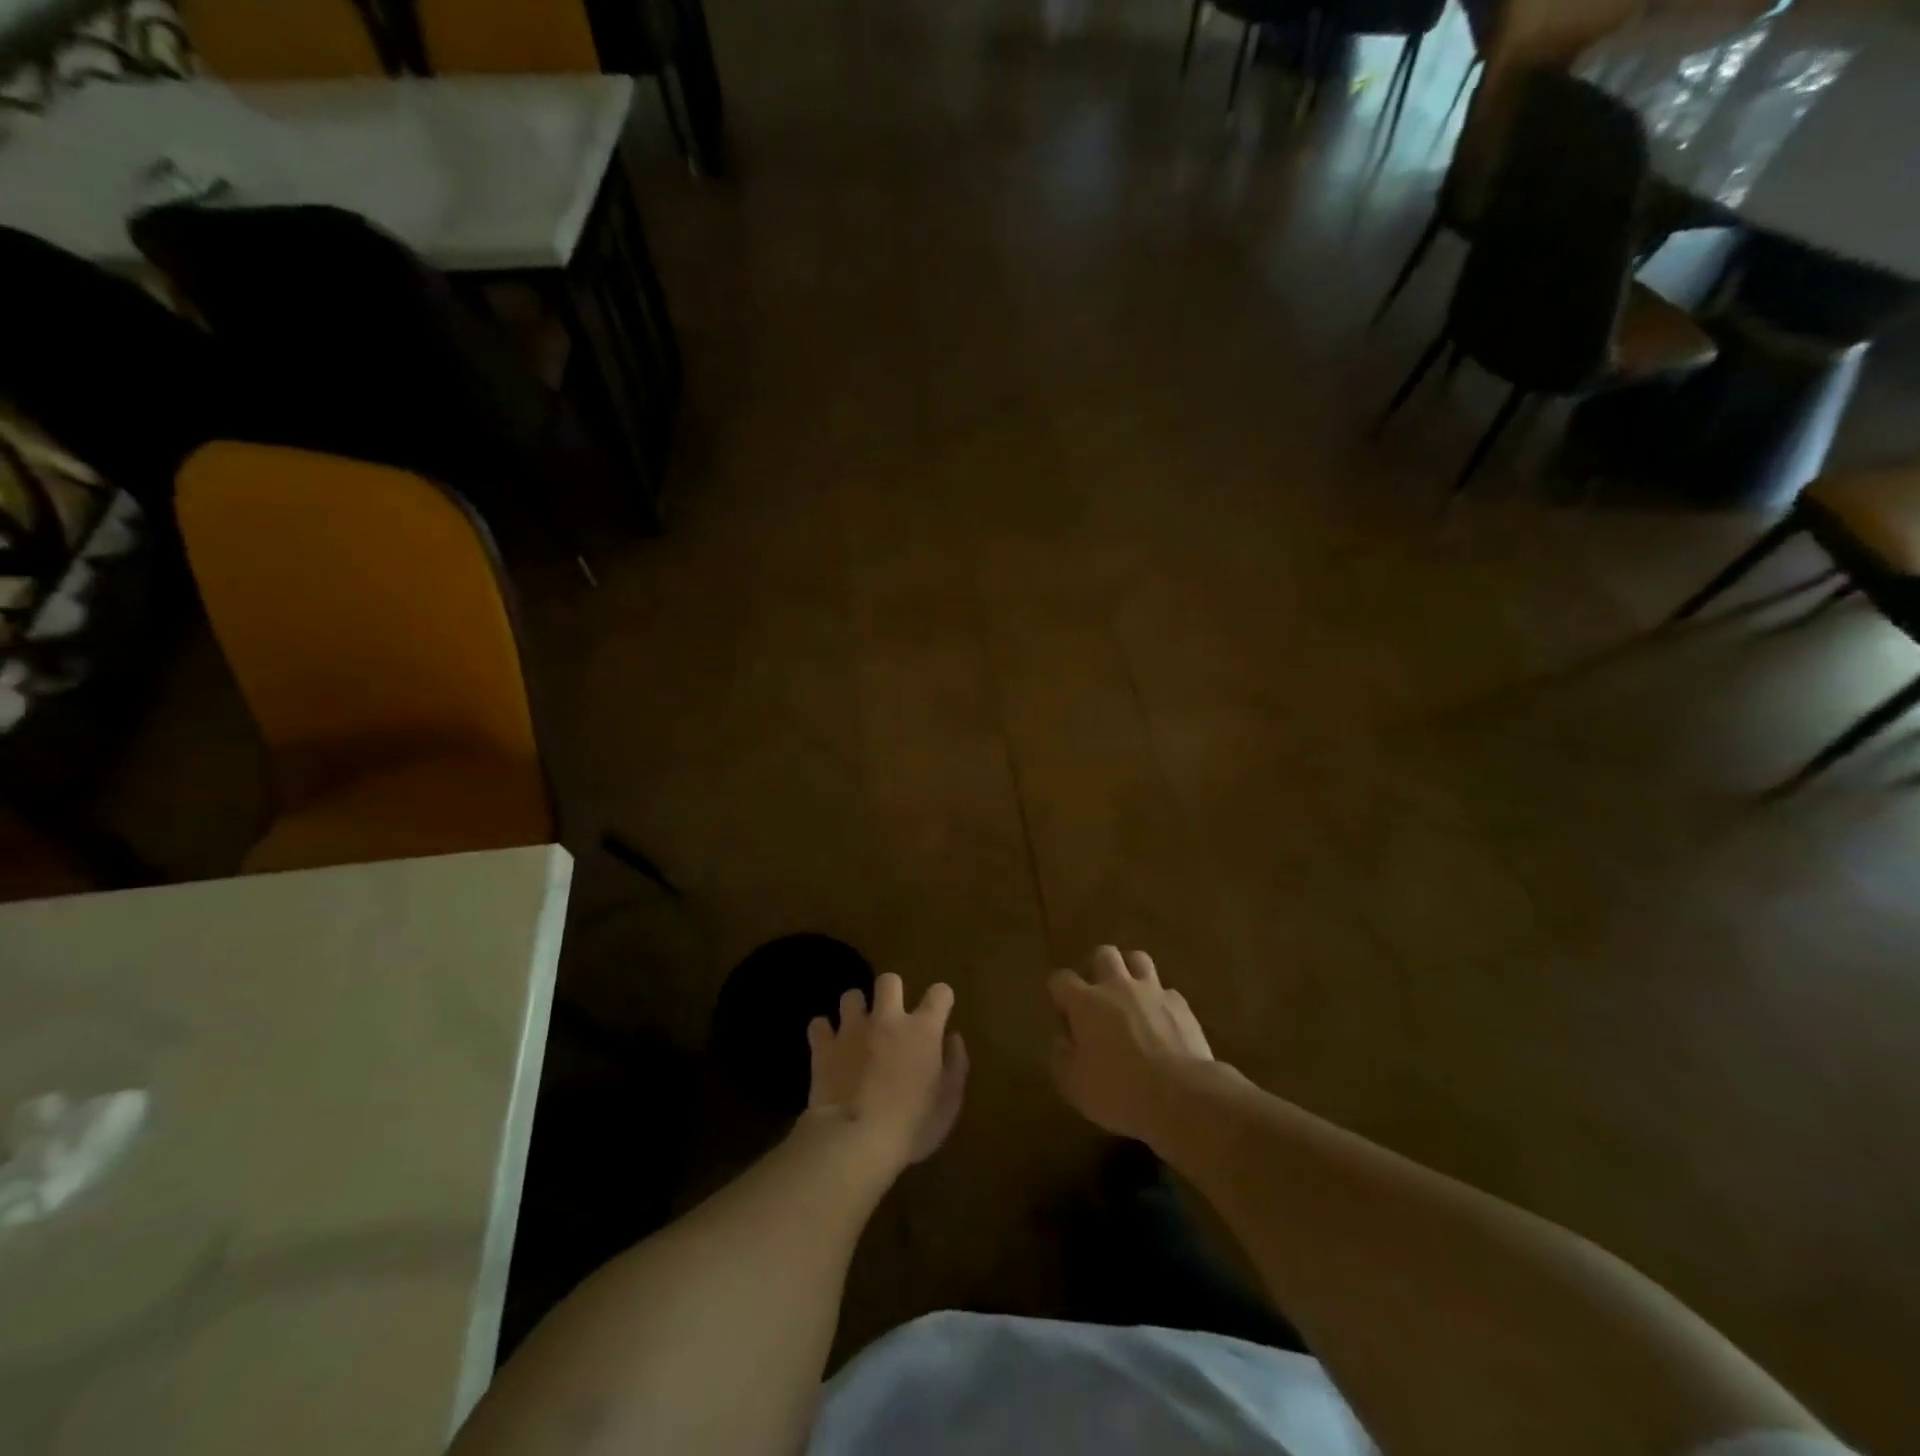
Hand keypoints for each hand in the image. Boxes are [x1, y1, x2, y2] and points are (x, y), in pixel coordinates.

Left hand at [807, 973, 967, 1173]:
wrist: (856, 1139)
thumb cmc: (911, 1126)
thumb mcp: (948, 1103)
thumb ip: (955, 1065)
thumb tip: (953, 1038)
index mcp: (922, 1030)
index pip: (940, 992)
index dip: (941, 999)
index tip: (939, 1014)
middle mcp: (888, 1018)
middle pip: (889, 981)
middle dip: (891, 992)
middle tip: (892, 1017)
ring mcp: (852, 1029)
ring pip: (851, 996)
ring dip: (855, 1010)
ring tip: (857, 1031)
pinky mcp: (824, 1046)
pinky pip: (818, 1024)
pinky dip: (823, 1033)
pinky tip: (828, 1048)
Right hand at [1050, 946, 1213, 1144]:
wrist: (1182, 1096)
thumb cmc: (1119, 1092)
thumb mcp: (1074, 1085)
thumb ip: (1061, 1057)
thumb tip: (1061, 1039)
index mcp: (1086, 1003)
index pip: (1061, 979)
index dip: (1059, 992)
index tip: (1064, 1013)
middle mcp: (1117, 987)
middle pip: (1103, 954)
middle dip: (1096, 967)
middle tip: (1097, 994)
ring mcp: (1152, 991)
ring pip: (1137, 959)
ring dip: (1130, 971)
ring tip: (1130, 994)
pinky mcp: (1180, 1004)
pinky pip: (1166, 991)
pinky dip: (1160, 1001)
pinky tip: (1161, 1022)